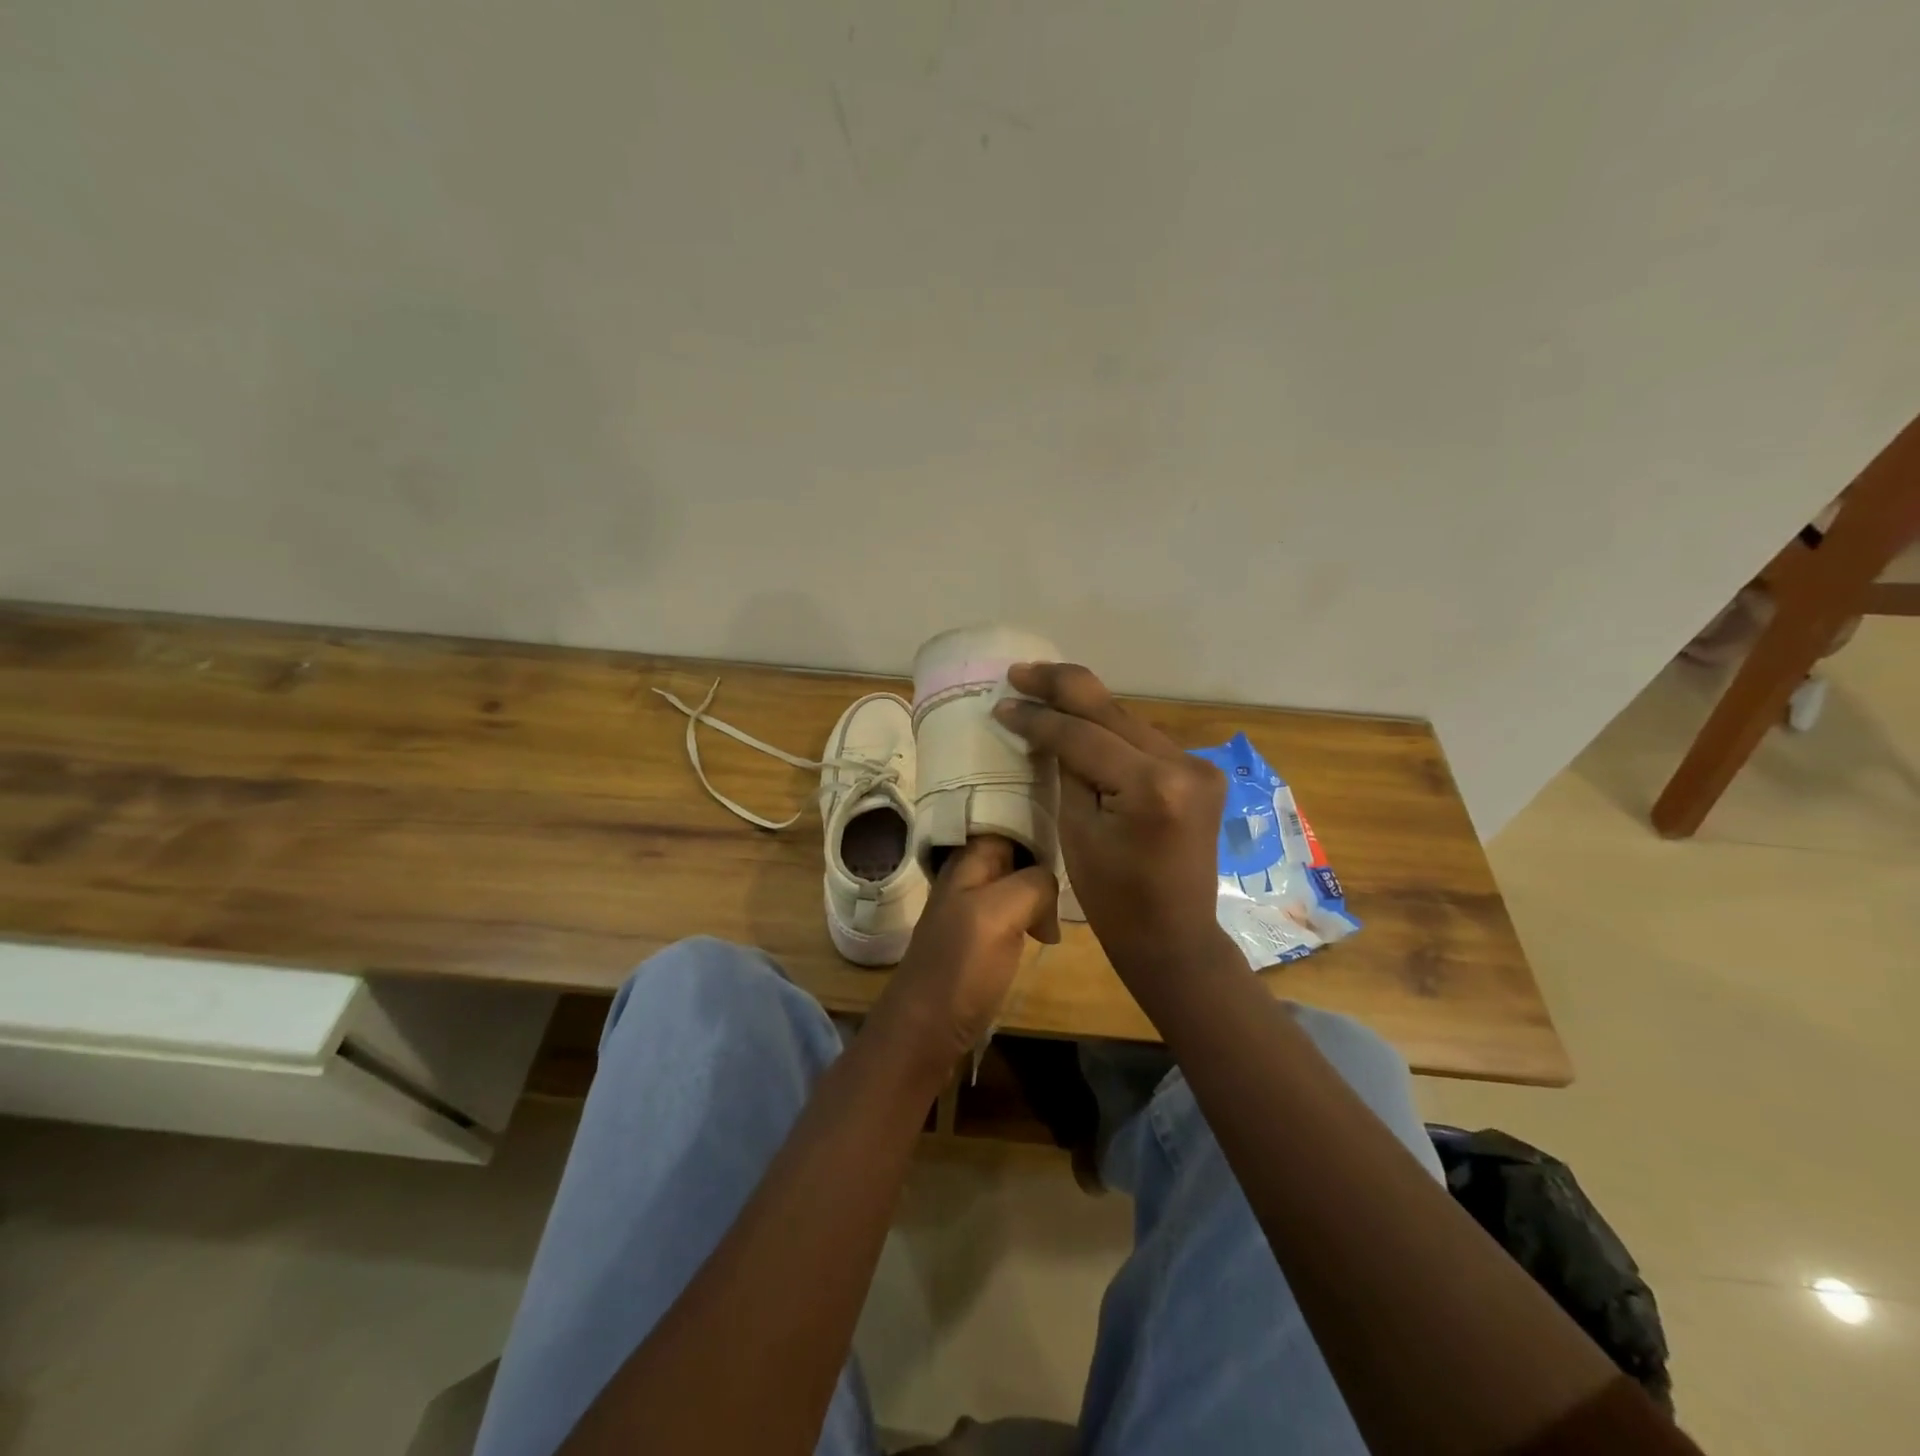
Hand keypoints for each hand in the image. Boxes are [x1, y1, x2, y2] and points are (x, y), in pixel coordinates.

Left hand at [868, 836, 1058, 1077]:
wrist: (924, 1034)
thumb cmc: (960, 968)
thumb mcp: (999, 913)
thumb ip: (1033, 885)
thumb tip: (1052, 889)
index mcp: (966, 861)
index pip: (1005, 820)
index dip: (1036, 819)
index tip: (1074, 825)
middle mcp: (966, 878)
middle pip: (1012, 850)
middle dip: (1042, 853)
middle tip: (1082, 864)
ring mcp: (970, 910)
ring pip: (1014, 881)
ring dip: (1040, 886)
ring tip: (1070, 894)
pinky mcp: (979, 941)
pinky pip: (1013, 911)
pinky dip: (1033, 913)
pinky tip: (1048, 928)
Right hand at [994, 663, 1227, 980]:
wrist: (1173, 938)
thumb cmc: (1114, 900)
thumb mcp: (1076, 832)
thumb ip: (1067, 770)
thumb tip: (1050, 731)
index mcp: (1152, 787)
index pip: (1083, 736)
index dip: (1038, 718)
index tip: (1002, 703)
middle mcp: (1184, 764)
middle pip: (1111, 711)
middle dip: (1062, 687)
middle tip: (1020, 672)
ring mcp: (1199, 766)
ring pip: (1128, 721)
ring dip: (1085, 706)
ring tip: (1042, 688)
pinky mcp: (1201, 773)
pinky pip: (1143, 741)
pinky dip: (1110, 730)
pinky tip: (1080, 719)